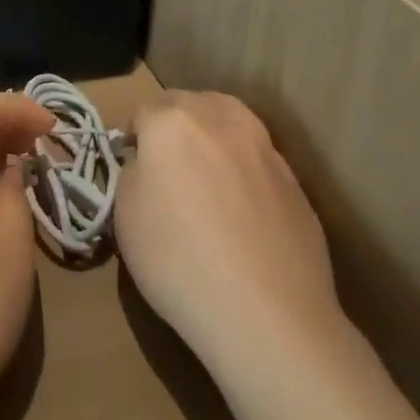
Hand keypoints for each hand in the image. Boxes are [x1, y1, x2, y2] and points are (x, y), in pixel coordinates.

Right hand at [114, 92, 345, 380]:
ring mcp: (264, 147)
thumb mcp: (124, 214)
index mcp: (173, 121)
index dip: (133, 136)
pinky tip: (240, 211)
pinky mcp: (295, 180)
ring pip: (228, 123)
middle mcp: (221, 119)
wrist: (269, 314)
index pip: (143, 110)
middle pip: (189, 105)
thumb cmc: (179, 259)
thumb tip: (147, 163)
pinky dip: (243, 170)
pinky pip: (256, 159)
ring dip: (212, 138)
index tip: (131, 165)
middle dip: (173, 125)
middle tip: (166, 166)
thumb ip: (133, 172)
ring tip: (205, 178)